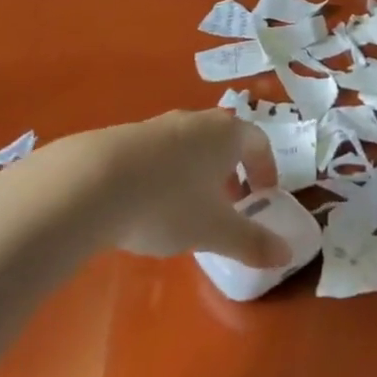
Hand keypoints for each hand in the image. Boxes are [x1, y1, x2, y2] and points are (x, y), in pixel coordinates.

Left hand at [40, 110, 292, 267]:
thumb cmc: (168, 202)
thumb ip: (252, 242)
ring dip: (197, 172)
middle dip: (231, 170)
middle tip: (229, 202)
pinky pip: (156, 153)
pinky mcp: (122, 137)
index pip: (259, 142)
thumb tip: (287, 255)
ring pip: (188, 145)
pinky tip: (147, 204)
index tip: (265, 194)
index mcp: (226, 135)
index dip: (266, 168)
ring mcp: (156, 125)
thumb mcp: (215, 231)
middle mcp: (195, 121)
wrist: (88, 184)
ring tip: (187, 207)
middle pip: (223, 139)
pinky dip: (164, 174)